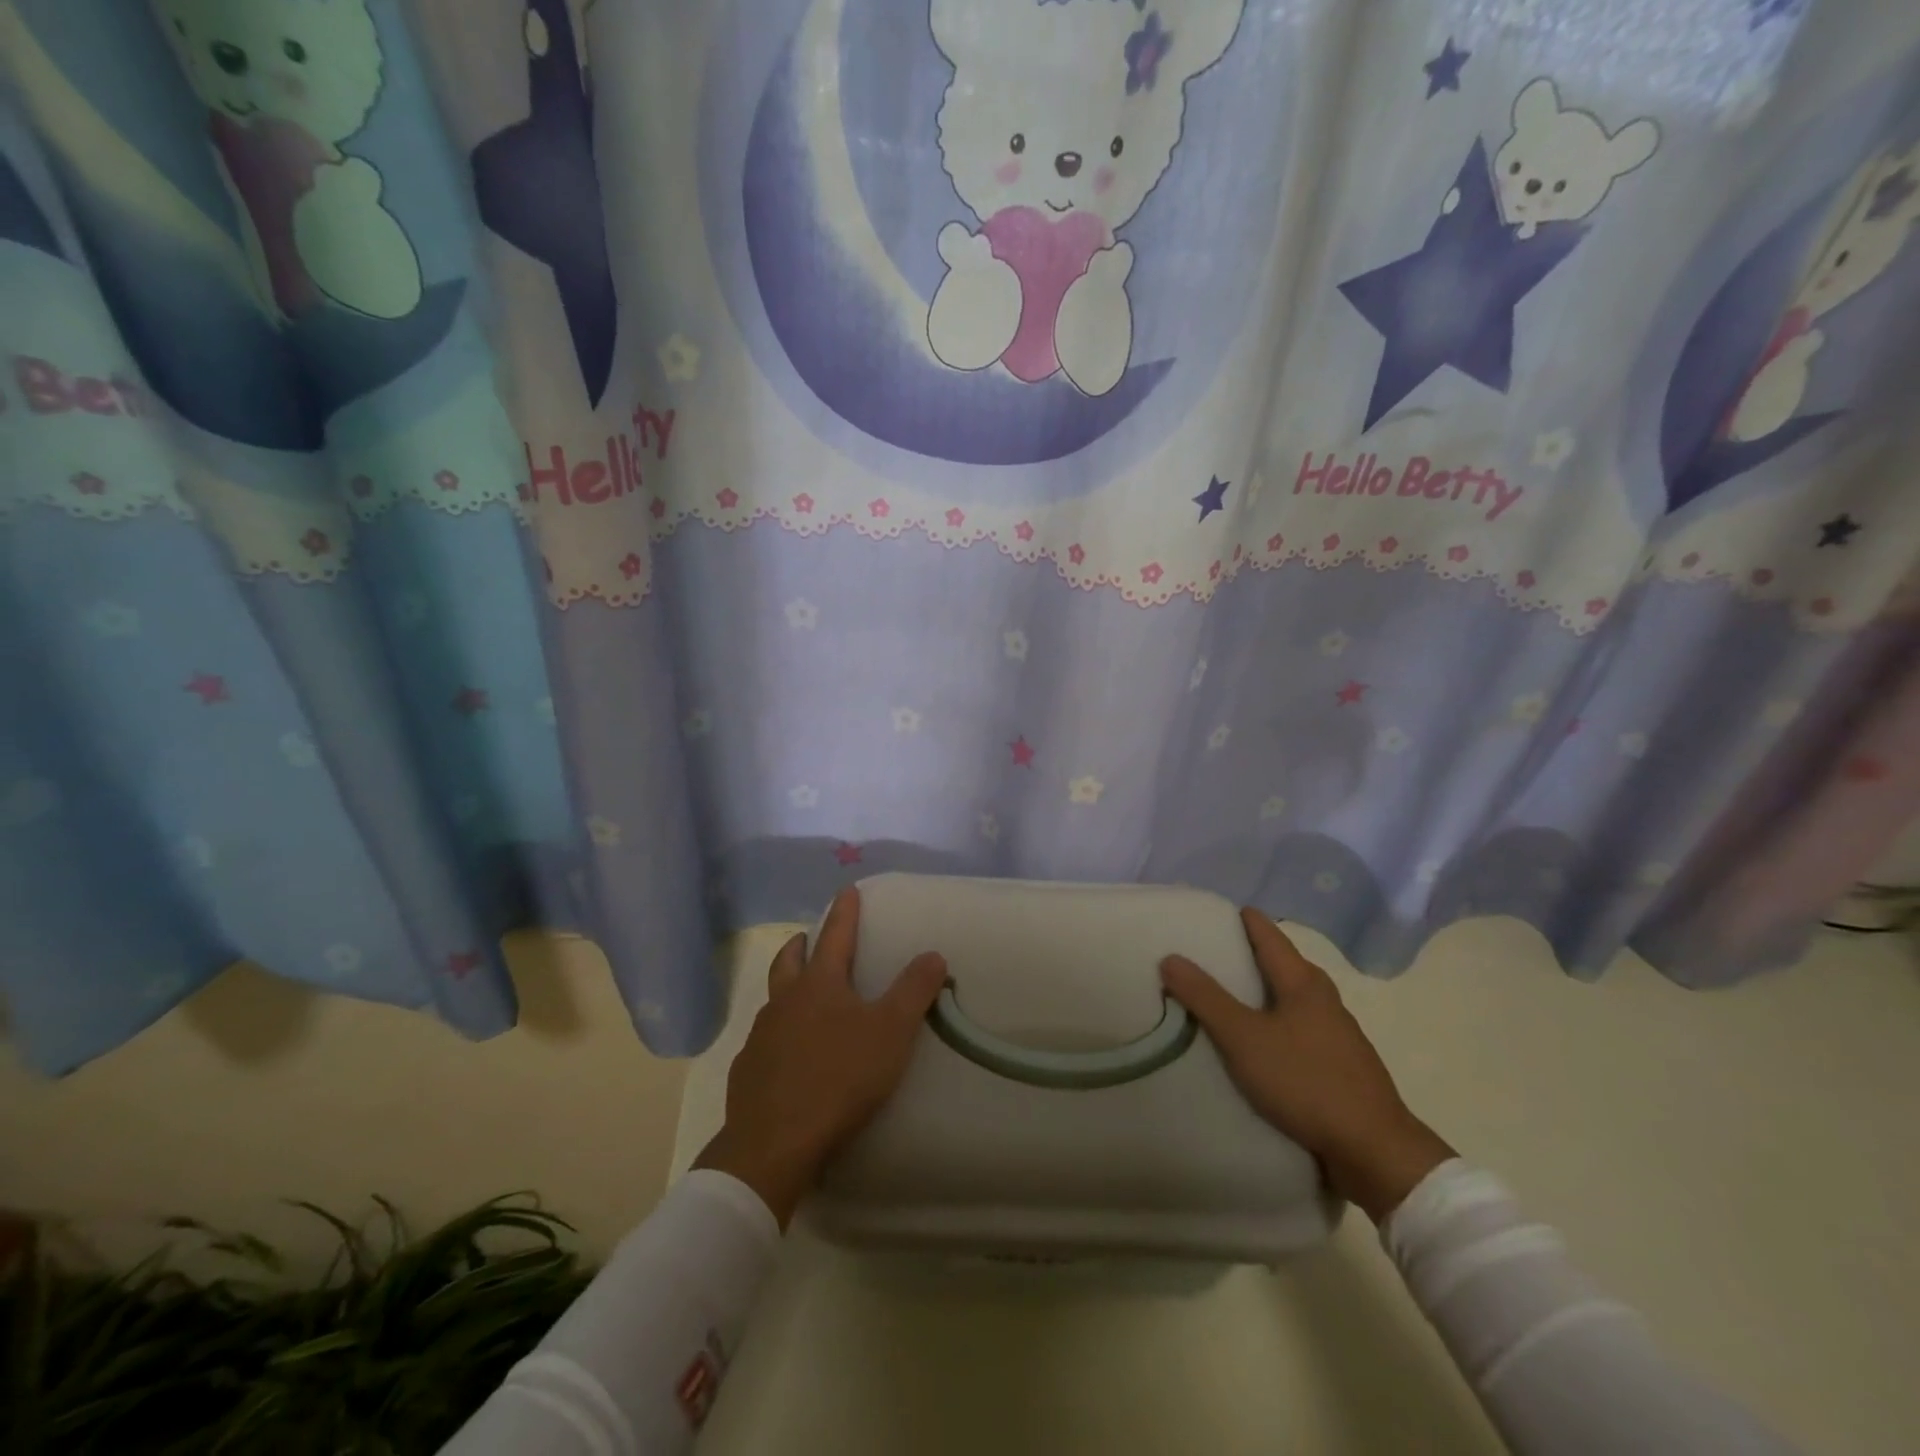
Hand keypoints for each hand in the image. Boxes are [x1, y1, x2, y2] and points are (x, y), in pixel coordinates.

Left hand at [694, 888, 946, 1227]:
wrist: (775, 1142)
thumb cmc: (840, 1078)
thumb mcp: (891, 1032)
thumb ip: (914, 991)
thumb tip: (933, 954)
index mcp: (819, 985)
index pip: (836, 935)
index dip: (844, 911)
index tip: (847, 889)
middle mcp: (785, 1001)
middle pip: (789, 961)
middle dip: (801, 944)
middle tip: (807, 938)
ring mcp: (761, 1036)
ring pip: (773, 1000)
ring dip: (786, 988)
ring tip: (799, 996)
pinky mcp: (748, 1071)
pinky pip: (763, 1041)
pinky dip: (777, 1034)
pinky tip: (786, 1054)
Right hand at [1160, 909, 1454, 1223]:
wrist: (1374, 1151)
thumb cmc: (1305, 1082)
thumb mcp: (1243, 1038)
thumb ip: (1205, 998)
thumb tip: (1170, 957)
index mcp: (1304, 983)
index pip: (1270, 935)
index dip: (1245, 919)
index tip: (1218, 910)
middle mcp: (1325, 1000)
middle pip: (1286, 964)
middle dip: (1254, 954)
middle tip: (1217, 951)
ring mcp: (1340, 1034)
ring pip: (1296, 999)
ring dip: (1267, 992)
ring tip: (1234, 996)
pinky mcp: (1343, 1066)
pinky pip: (1303, 1029)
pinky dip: (1279, 1022)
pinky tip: (1265, 1042)